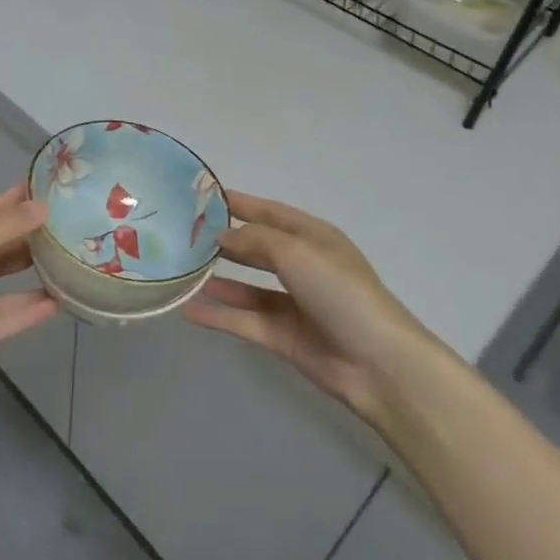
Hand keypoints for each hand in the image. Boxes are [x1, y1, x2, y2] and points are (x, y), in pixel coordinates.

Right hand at [183, 191, 438, 427]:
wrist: (377, 363)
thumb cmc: (341, 292)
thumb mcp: (297, 252)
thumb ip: (256, 240)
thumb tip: (222, 236)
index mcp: (313, 238)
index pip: (270, 212)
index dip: (240, 203)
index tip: (204, 197)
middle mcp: (302, 266)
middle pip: (257, 248)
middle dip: (225, 240)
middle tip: (184, 234)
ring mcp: (293, 304)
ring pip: (247, 286)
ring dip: (218, 278)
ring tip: (182, 270)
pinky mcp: (284, 337)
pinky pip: (244, 320)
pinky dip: (219, 314)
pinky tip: (189, 310)